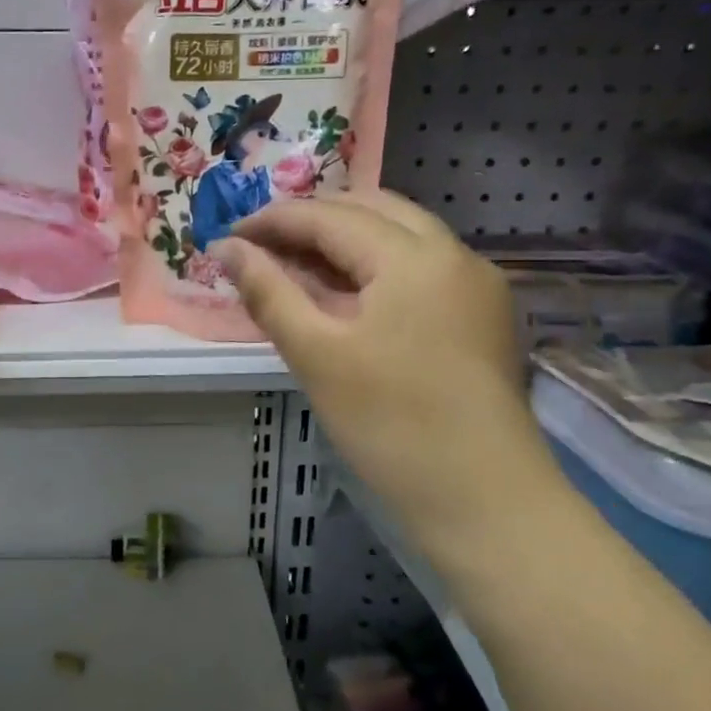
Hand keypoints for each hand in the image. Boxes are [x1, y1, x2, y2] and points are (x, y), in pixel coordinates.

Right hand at [215, 191, 563, 537]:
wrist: (485, 501)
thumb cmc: (391, 425)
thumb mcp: (317, 355)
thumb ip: (268, 292)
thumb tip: (225, 248)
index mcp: (414, 257)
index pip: (331, 216)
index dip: (274, 220)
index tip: (228, 237)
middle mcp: (453, 253)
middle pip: (371, 210)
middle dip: (311, 221)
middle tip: (260, 249)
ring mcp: (475, 282)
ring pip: (399, 235)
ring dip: (343, 241)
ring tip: (294, 268)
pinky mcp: (482, 313)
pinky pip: (419, 266)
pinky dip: (375, 267)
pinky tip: (345, 295)